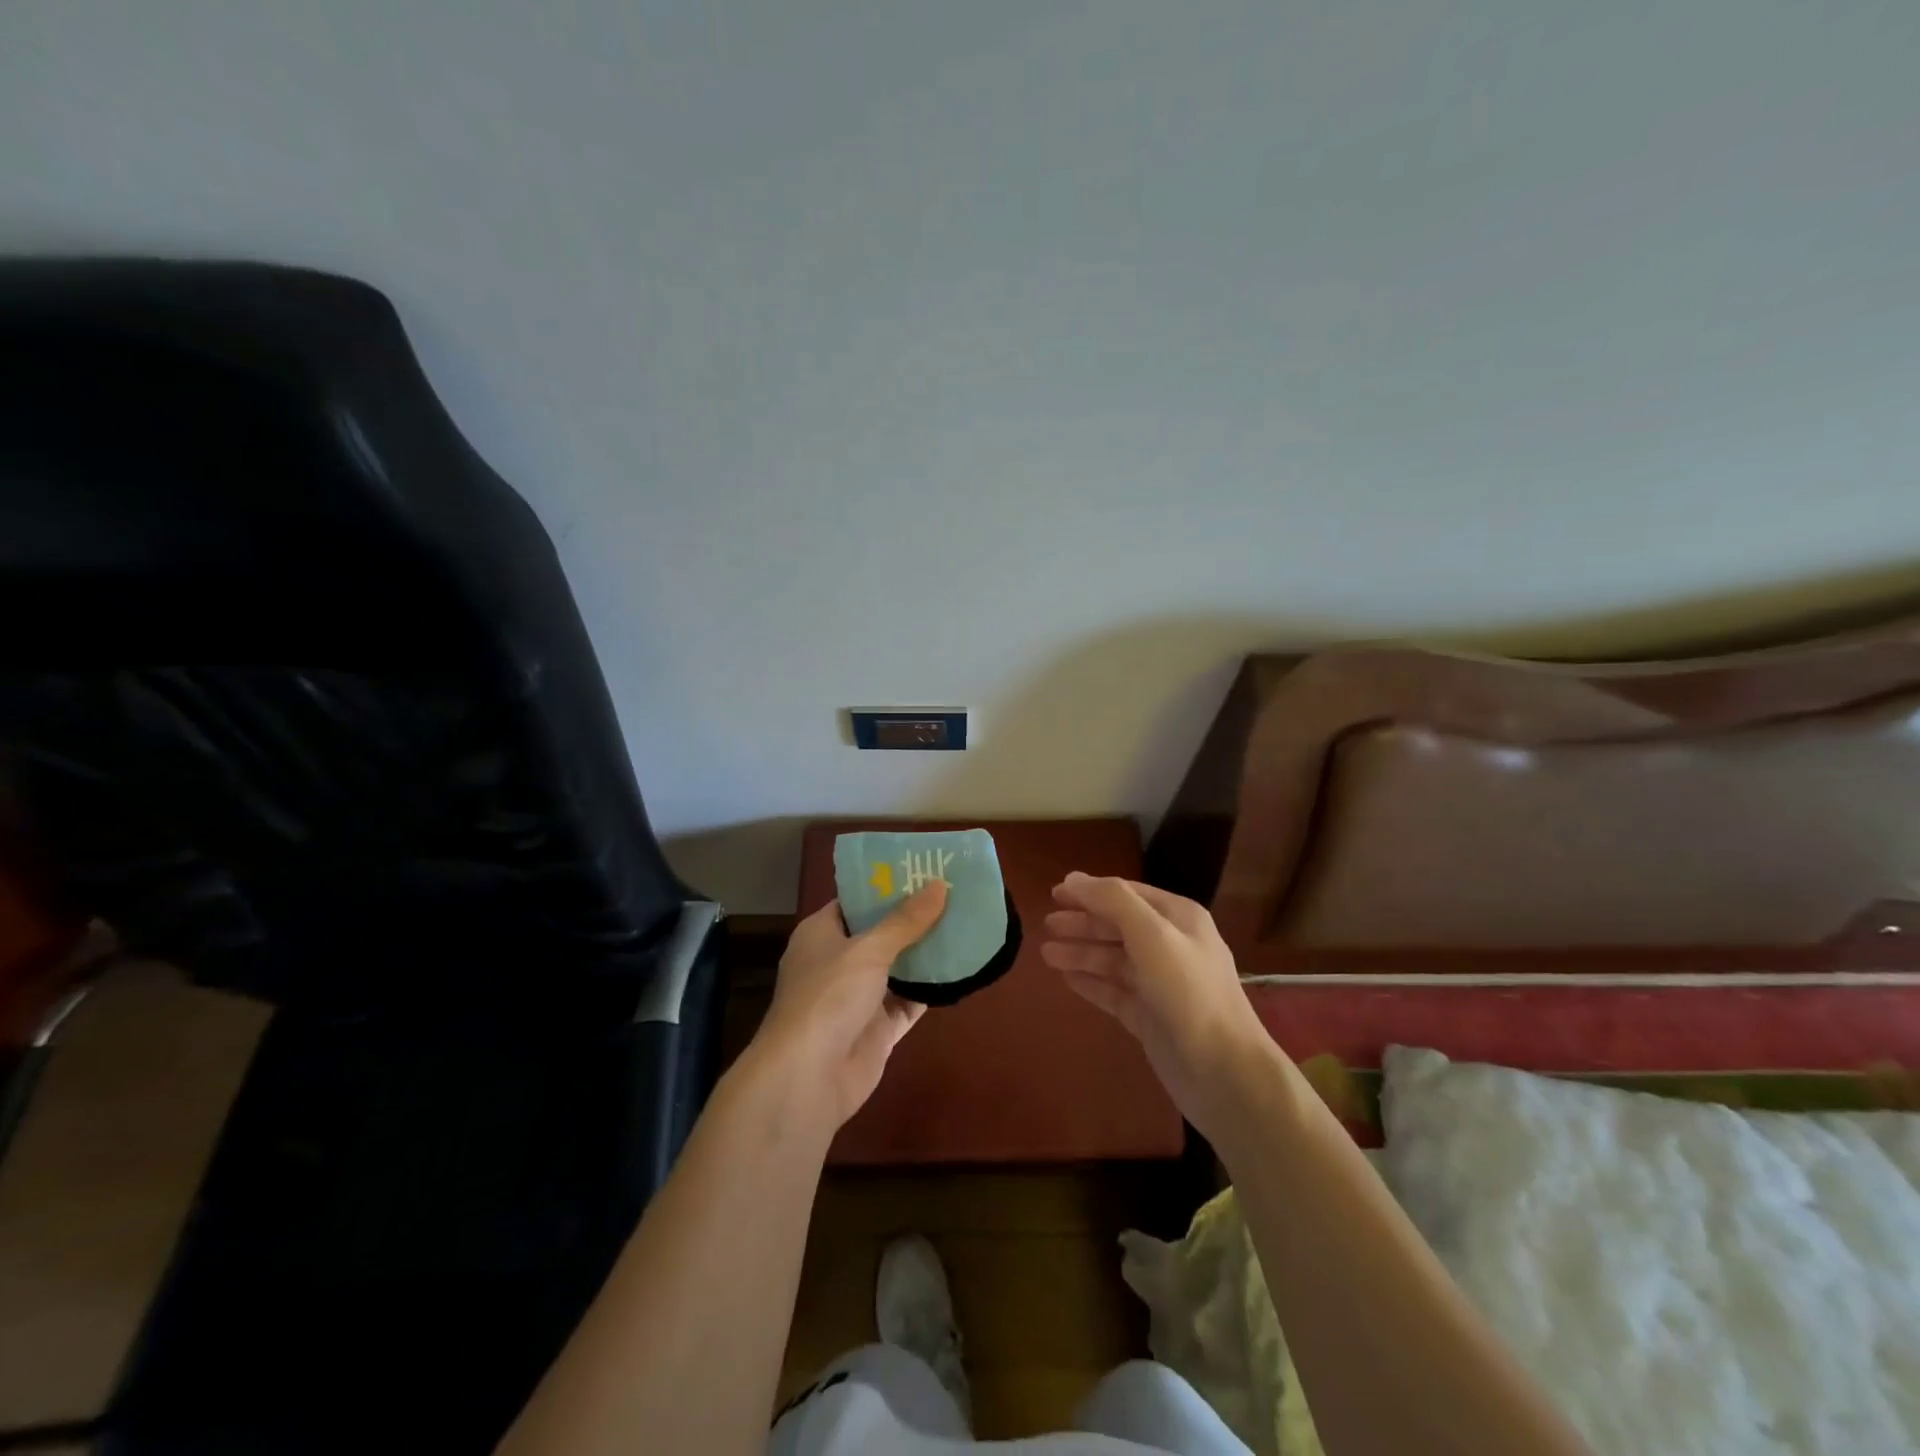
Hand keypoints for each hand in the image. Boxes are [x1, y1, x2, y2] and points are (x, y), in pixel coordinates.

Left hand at [752, 882, 947, 1129]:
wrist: (808, 1078)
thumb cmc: (828, 997)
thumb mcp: (868, 949)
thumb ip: (906, 920)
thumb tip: (939, 885)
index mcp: (821, 933)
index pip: (856, 900)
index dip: (887, 886)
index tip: (923, 870)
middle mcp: (838, 961)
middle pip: (880, 932)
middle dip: (914, 917)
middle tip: (954, 894)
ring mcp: (858, 997)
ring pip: (898, 967)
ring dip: (926, 952)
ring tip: (965, 924)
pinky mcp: (877, 1029)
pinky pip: (909, 1001)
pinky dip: (931, 989)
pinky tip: (961, 970)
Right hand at [1041, 873, 1270, 1138]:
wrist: (1223, 1072)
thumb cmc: (1188, 993)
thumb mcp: (1152, 935)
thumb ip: (1113, 901)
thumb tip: (1073, 878)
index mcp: (1178, 919)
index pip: (1127, 894)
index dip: (1091, 892)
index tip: (1055, 893)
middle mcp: (1170, 946)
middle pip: (1117, 926)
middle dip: (1083, 923)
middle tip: (1047, 924)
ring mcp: (1159, 984)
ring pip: (1112, 960)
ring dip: (1081, 952)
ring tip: (1046, 953)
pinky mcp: (1150, 1016)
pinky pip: (1113, 991)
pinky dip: (1090, 982)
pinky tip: (1065, 979)